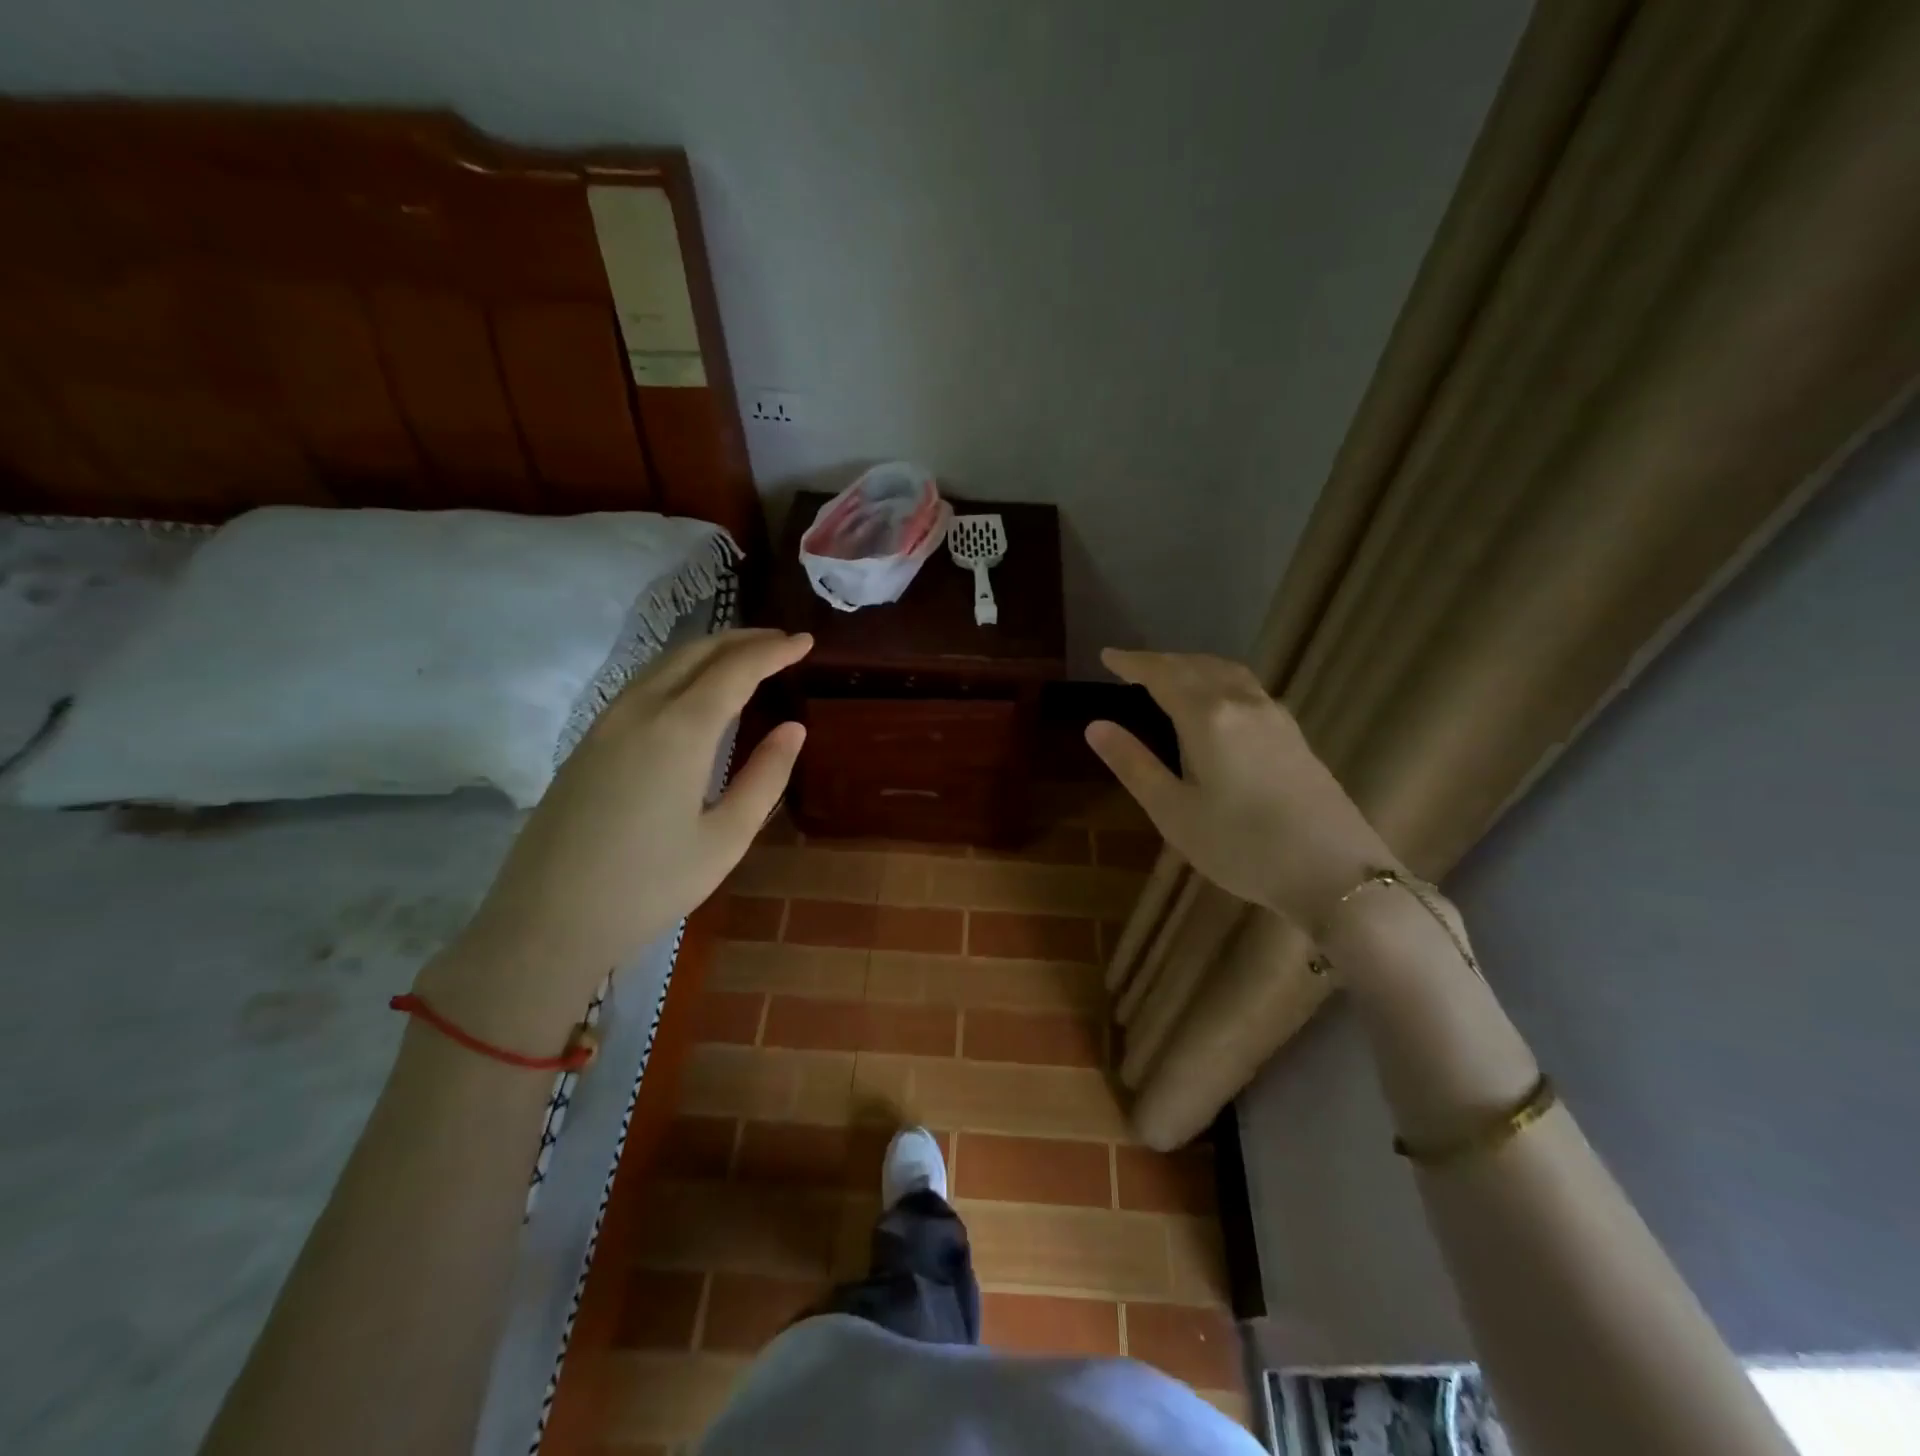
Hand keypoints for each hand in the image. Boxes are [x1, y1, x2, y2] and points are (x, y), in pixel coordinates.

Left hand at [417, 629, 811, 1045]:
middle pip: (695, 652)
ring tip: (745, 658)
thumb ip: (765, 777)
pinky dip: (680, 671)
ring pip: (663, 663)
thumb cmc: (650, 886)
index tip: (806, 641)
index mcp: (679, 730)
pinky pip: (642, 684)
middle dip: (742, 639)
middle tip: (781, 642)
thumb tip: (793, 729)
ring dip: (709, 651)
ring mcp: (605, 724)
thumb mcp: (726, 838)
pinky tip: (694, 691)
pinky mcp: (587, 743)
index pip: (735, 668)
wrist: (546, 922)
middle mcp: (639, 711)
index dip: (775, 650)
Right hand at [1085, 649, 1394, 926]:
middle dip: (1161, 661)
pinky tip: (1219, 702)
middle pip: (1196, 666)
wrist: (1335, 873)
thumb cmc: (1242, 846)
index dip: (1133, 663)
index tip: (1108, 655)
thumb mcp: (1174, 812)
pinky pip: (1248, 688)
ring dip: (1193, 666)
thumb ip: (1134, 765)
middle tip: (1132, 667)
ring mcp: (1275, 717)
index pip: (1162, 675)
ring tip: (1172, 675)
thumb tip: (1095, 726)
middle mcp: (1243, 704)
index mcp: (1208, 718)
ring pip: (1227, 673)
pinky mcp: (1294, 735)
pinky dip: (1219, 680)